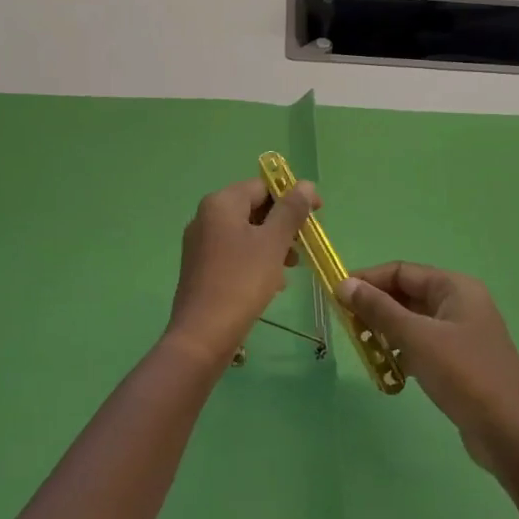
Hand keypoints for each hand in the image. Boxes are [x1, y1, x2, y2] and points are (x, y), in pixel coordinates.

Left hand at [163, 178, 318, 368]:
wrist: (203, 334)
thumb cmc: (242, 281)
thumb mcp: (273, 243)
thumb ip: (291, 211)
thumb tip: (305, 184)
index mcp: (221, 203)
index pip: (263, 185)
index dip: (293, 195)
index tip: (318, 214)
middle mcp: (206, 216)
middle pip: (253, 208)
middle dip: (283, 223)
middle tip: (305, 245)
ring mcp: (201, 243)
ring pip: (246, 232)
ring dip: (273, 244)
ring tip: (292, 267)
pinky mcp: (201, 267)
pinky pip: (235, 252)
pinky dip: (256, 259)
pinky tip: (272, 282)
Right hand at [339, 263, 518, 472]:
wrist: (510, 433)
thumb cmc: (463, 374)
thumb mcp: (416, 337)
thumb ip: (378, 309)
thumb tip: (344, 284)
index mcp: (455, 288)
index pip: (402, 271)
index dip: (368, 280)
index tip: (336, 295)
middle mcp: (460, 303)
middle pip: (407, 295)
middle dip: (375, 308)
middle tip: (346, 325)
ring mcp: (462, 334)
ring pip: (413, 322)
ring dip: (386, 332)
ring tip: (363, 348)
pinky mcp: (461, 361)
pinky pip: (423, 345)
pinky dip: (403, 352)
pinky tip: (388, 370)